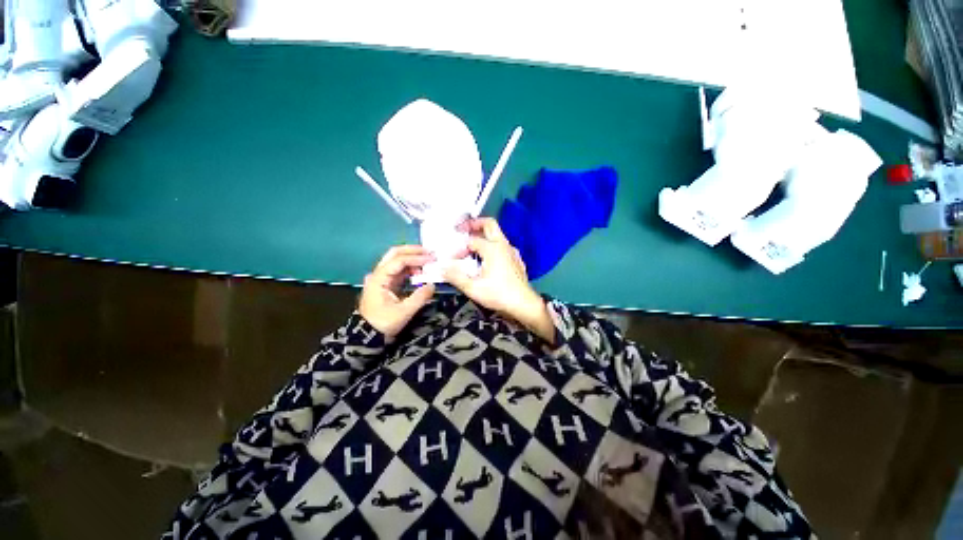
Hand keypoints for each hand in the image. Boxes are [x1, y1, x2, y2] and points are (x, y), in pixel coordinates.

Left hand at [359, 245, 436, 340]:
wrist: (367, 335)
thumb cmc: (383, 323)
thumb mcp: (403, 312)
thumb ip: (419, 297)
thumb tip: (432, 285)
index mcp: (379, 278)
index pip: (398, 261)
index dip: (416, 258)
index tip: (431, 259)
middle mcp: (378, 274)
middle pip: (394, 254)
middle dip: (413, 250)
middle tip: (430, 252)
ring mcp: (382, 278)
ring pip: (397, 260)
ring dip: (412, 258)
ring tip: (428, 260)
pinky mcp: (387, 284)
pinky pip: (399, 270)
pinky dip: (411, 267)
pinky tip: (421, 270)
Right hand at [444, 218, 554, 343]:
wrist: (523, 304)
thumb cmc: (498, 294)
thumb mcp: (473, 288)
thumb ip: (455, 277)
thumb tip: (442, 268)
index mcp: (493, 248)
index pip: (471, 241)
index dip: (459, 248)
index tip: (453, 259)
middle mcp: (503, 245)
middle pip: (489, 224)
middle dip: (474, 224)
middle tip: (462, 229)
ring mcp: (512, 251)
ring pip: (497, 235)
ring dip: (483, 236)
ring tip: (472, 246)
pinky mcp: (516, 259)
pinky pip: (503, 246)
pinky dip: (492, 247)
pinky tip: (488, 259)